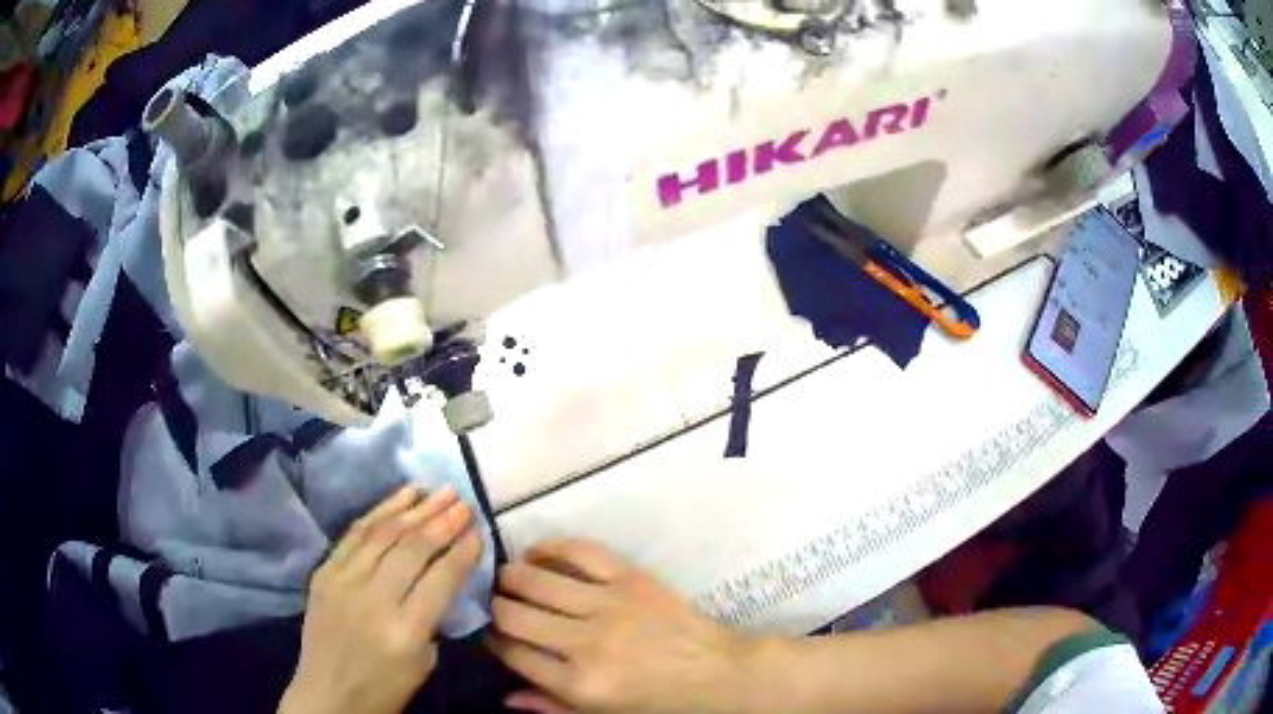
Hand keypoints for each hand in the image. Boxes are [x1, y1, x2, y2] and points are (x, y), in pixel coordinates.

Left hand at [279, 484, 481, 713]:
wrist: (328, 694)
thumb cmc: (384, 689)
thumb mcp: (424, 663)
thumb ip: (433, 617)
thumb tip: (442, 575)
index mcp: (405, 630)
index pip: (440, 578)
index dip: (462, 550)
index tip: (479, 529)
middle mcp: (372, 599)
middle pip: (412, 548)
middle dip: (442, 520)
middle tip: (463, 500)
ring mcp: (343, 581)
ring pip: (383, 532)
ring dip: (414, 508)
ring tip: (439, 490)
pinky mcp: (324, 572)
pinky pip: (355, 533)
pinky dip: (380, 511)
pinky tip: (401, 496)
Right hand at [489, 540, 750, 713]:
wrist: (717, 672)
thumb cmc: (659, 702)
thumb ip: (552, 707)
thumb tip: (505, 695)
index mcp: (579, 683)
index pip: (513, 653)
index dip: (493, 641)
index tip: (491, 634)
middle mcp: (585, 643)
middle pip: (513, 614)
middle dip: (493, 607)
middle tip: (494, 604)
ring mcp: (608, 605)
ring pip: (535, 580)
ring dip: (510, 576)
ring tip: (506, 579)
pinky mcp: (630, 578)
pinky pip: (579, 551)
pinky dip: (549, 547)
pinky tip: (535, 553)